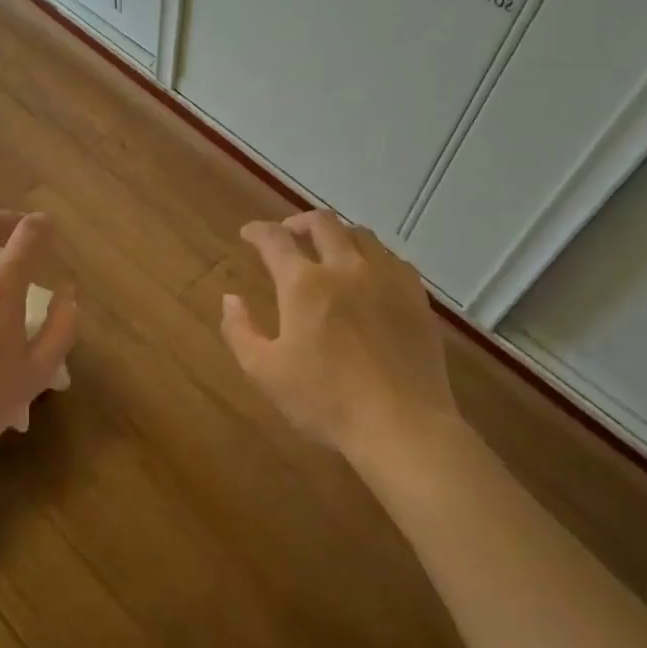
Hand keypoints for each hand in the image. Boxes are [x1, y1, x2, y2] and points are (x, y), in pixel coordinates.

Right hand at [221, 211, 456, 451]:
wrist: (402, 425)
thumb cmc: (326, 400)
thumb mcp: (265, 372)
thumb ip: (240, 330)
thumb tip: (230, 298)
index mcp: (304, 283)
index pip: (275, 239)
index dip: (257, 231)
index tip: (248, 233)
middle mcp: (346, 267)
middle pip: (322, 223)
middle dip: (299, 222)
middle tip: (288, 234)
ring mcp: (386, 278)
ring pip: (361, 234)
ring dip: (337, 234)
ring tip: (328, 250)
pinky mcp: (416, 296)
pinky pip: (392, 258)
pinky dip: (371, 255)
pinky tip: (369, 274)